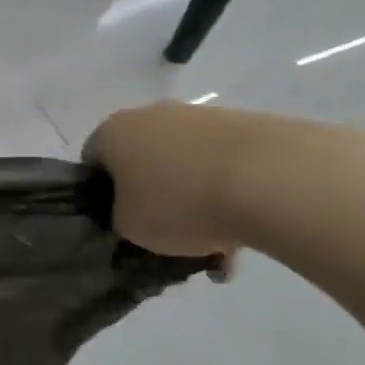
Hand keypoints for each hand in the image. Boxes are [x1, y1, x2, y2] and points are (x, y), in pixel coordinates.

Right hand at [85, 101, 359, 269]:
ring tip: (215, 248)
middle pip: (142, 162)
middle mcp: (152, 115)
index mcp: (113, 131)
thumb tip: (132, 213)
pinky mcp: (246, 126)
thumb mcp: (129, 227)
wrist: (271, 178)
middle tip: (165, 237)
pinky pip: (224, 168)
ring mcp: (201, 117)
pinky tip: (243, 237)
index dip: (101, 195)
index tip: (118, 222)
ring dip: (194, 202)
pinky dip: (228, 197)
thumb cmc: (179, 202)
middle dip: (153, 198)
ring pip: (186, 167)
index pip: (93, 161)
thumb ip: (119, 218)